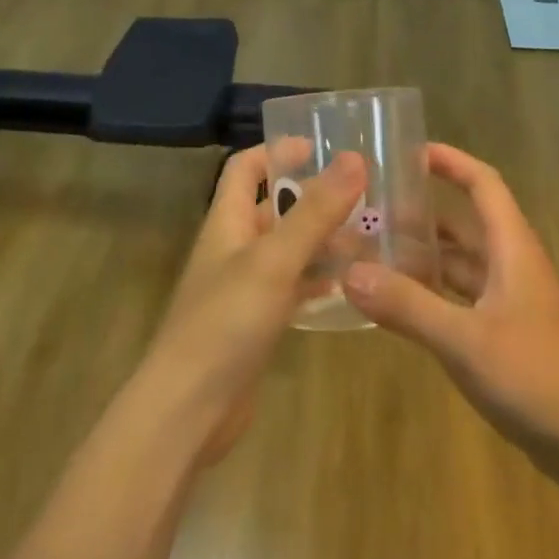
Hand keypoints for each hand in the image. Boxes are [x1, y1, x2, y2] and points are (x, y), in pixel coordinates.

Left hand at [140, 147, 365, 468]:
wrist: (187, 413)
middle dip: (314, 197)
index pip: (245, 167)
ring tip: (370, 235)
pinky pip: (292, 287)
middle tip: (364, 194)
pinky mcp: (256, 323)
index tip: (321, 146)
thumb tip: (353, 157)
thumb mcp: (274, 260)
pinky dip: (318, 279)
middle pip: (272, 207)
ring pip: (288, 249)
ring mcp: (244, 288)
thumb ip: (314, 210)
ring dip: (323, 239)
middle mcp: (233, 248)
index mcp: (226, 222)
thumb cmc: (225, 323)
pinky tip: (351, 283)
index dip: (278, 151)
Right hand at [342, 145, 558, 476]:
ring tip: (375, 252)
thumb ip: (408, 306)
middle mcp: (512, 265)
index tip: (409, 151)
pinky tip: (399, 306)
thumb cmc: (536, 376)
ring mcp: (511, 302)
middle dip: (424, 212)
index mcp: (511, 248)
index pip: (483, 184)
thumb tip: (350, 272)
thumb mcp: (464, 339)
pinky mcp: (507, 335)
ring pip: (462, 264)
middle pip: (466, 222)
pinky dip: (433, 294)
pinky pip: (462, 299)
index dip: (451, 161)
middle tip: (373, 209)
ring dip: (425, 256)